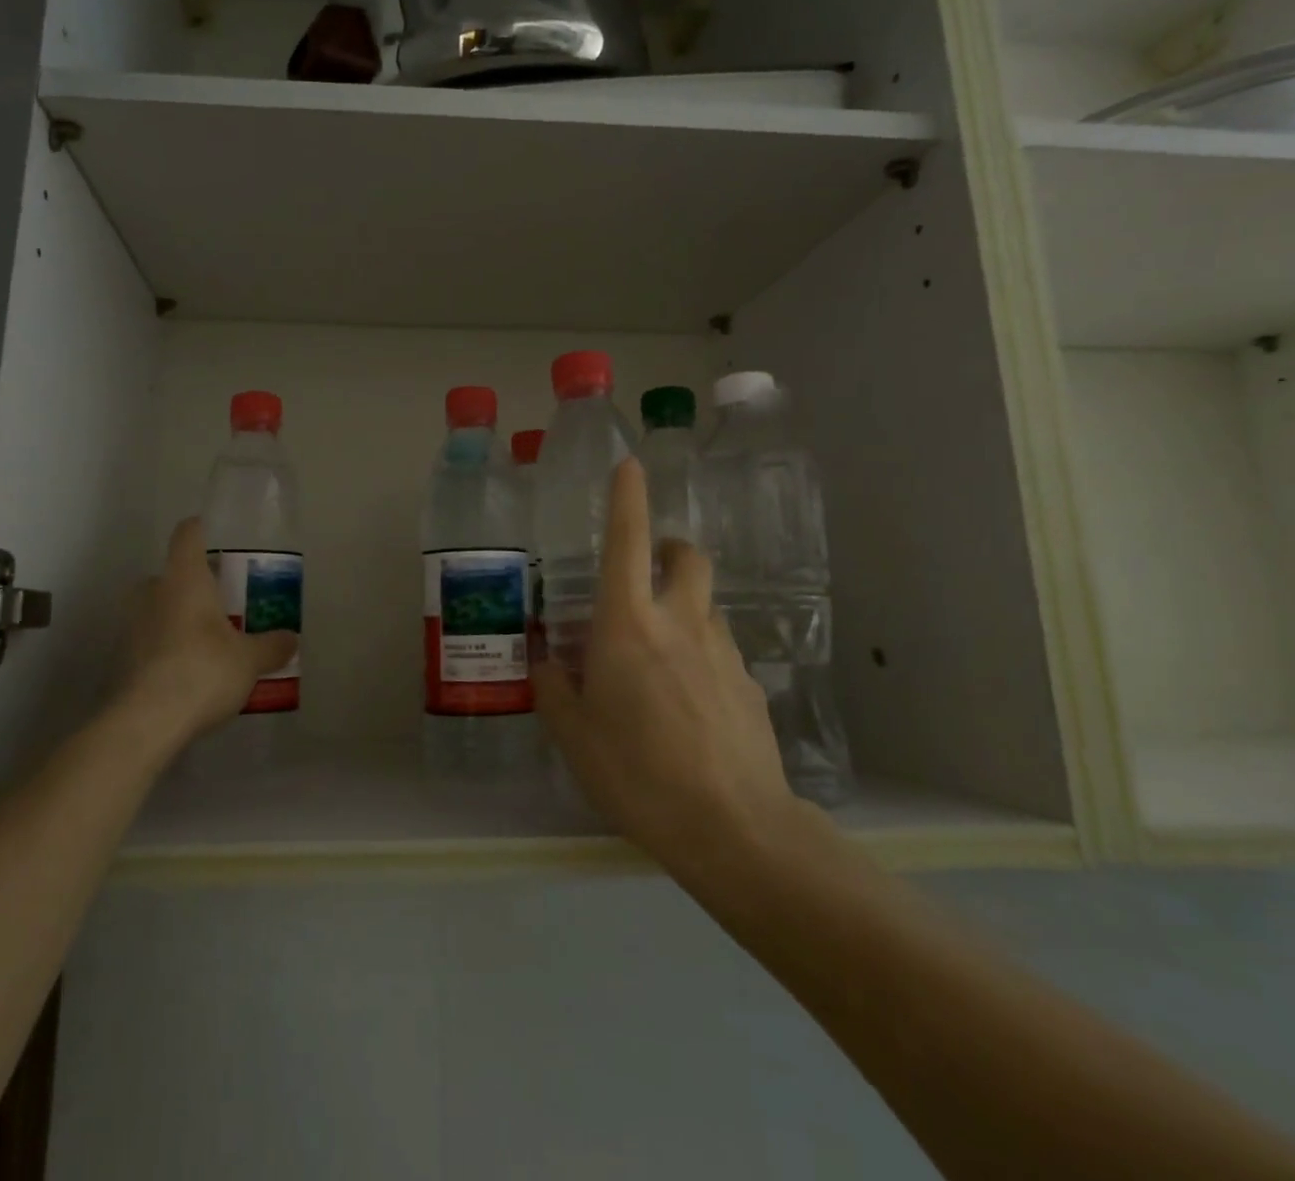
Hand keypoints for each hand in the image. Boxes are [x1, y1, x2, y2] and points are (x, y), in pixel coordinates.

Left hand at [118, 518, 299, 744]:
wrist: (145, 723)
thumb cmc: (203, 671)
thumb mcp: (249, 660)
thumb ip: (272, 646)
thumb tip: (291, 638)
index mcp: (184, 579)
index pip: (188, 535)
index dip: (201, 529)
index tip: (215, 535)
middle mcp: (152, 593)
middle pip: (171, 574)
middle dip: (193, 585)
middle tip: (221, 602)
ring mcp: (131, 627)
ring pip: (158, 609)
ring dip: (178, 618)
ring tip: (208, 641)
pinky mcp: (121, 660)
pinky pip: (149, 642)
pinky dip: (166, 648)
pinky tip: (188, 672)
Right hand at [533, 459, 797, 876]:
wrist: (734, 829)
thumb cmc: (638, 773)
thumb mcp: (574, 735)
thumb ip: (554, 687)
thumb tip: (546, 659)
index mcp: (628, 625)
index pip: (627, 542)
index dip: (627, 498)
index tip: (630, 465)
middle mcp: (680, 623)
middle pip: (687, 556)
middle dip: (670, 547)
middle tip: (648, 571)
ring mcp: (722, 652)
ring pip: (705, 605)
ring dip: (683, 607)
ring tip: (658, 656)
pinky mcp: (749, 685)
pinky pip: (719, 652)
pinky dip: (699, 656)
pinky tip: (688, 707)